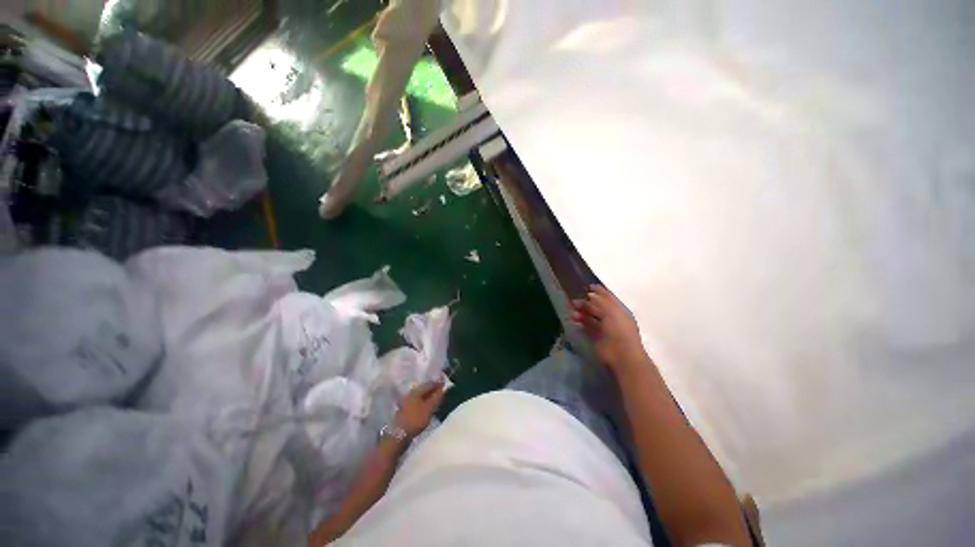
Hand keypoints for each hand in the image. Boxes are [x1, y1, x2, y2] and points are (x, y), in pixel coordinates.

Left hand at [394, 380, 445, 437]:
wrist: (399, 435)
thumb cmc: (416, 419)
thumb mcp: (429, 408)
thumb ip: (437, 397)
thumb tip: (445, 387)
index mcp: (416, 391)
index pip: (430, 384)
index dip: (438, 383)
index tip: (446, 385)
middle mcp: (411, 393)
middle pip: (424, 388)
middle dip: (433, 389)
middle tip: (442, 392)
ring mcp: (407, 401)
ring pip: (420, 395)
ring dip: (429, 396)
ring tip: (436, 399)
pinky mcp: (405, 409)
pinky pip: (417, 401)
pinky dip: (424, 401)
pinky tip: (427, 406)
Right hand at [572, 285, 648, 371]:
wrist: (621, 354)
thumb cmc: (618, 329)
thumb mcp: (610, 310)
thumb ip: (600, 301)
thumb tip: (590, 294)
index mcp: (619, 309)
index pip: (608, 297)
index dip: (599, 291)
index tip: (587, 287)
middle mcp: (612, 318)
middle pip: (597, 307)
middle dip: (586, 303)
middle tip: (573, 302)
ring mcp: (605, 328)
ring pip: (591, 317)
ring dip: (582, 313)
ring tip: (572, 313)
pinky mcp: (598, 338)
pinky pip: (588, 327)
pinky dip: (581, 323)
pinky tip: (574, 321)